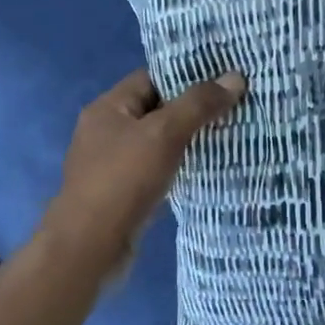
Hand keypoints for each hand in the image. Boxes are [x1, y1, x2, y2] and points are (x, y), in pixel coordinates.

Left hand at [40, 68, 246, 283]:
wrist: (89, 248)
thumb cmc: (123, 180)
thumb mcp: (164, 134)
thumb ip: (198, 104)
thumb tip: (235, 77)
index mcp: (108, 108)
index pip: (152, 78)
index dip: (187, 76)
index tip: (223, 79)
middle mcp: (106, 131)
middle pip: (156, 110)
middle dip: (192, 109)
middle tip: (233, 107)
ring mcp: (112, 164)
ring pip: (157, 142)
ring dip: (187, 141)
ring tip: (228, 135)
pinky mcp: (121, 194)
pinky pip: (155, 170)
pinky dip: (178, 168)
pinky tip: (205, 170)